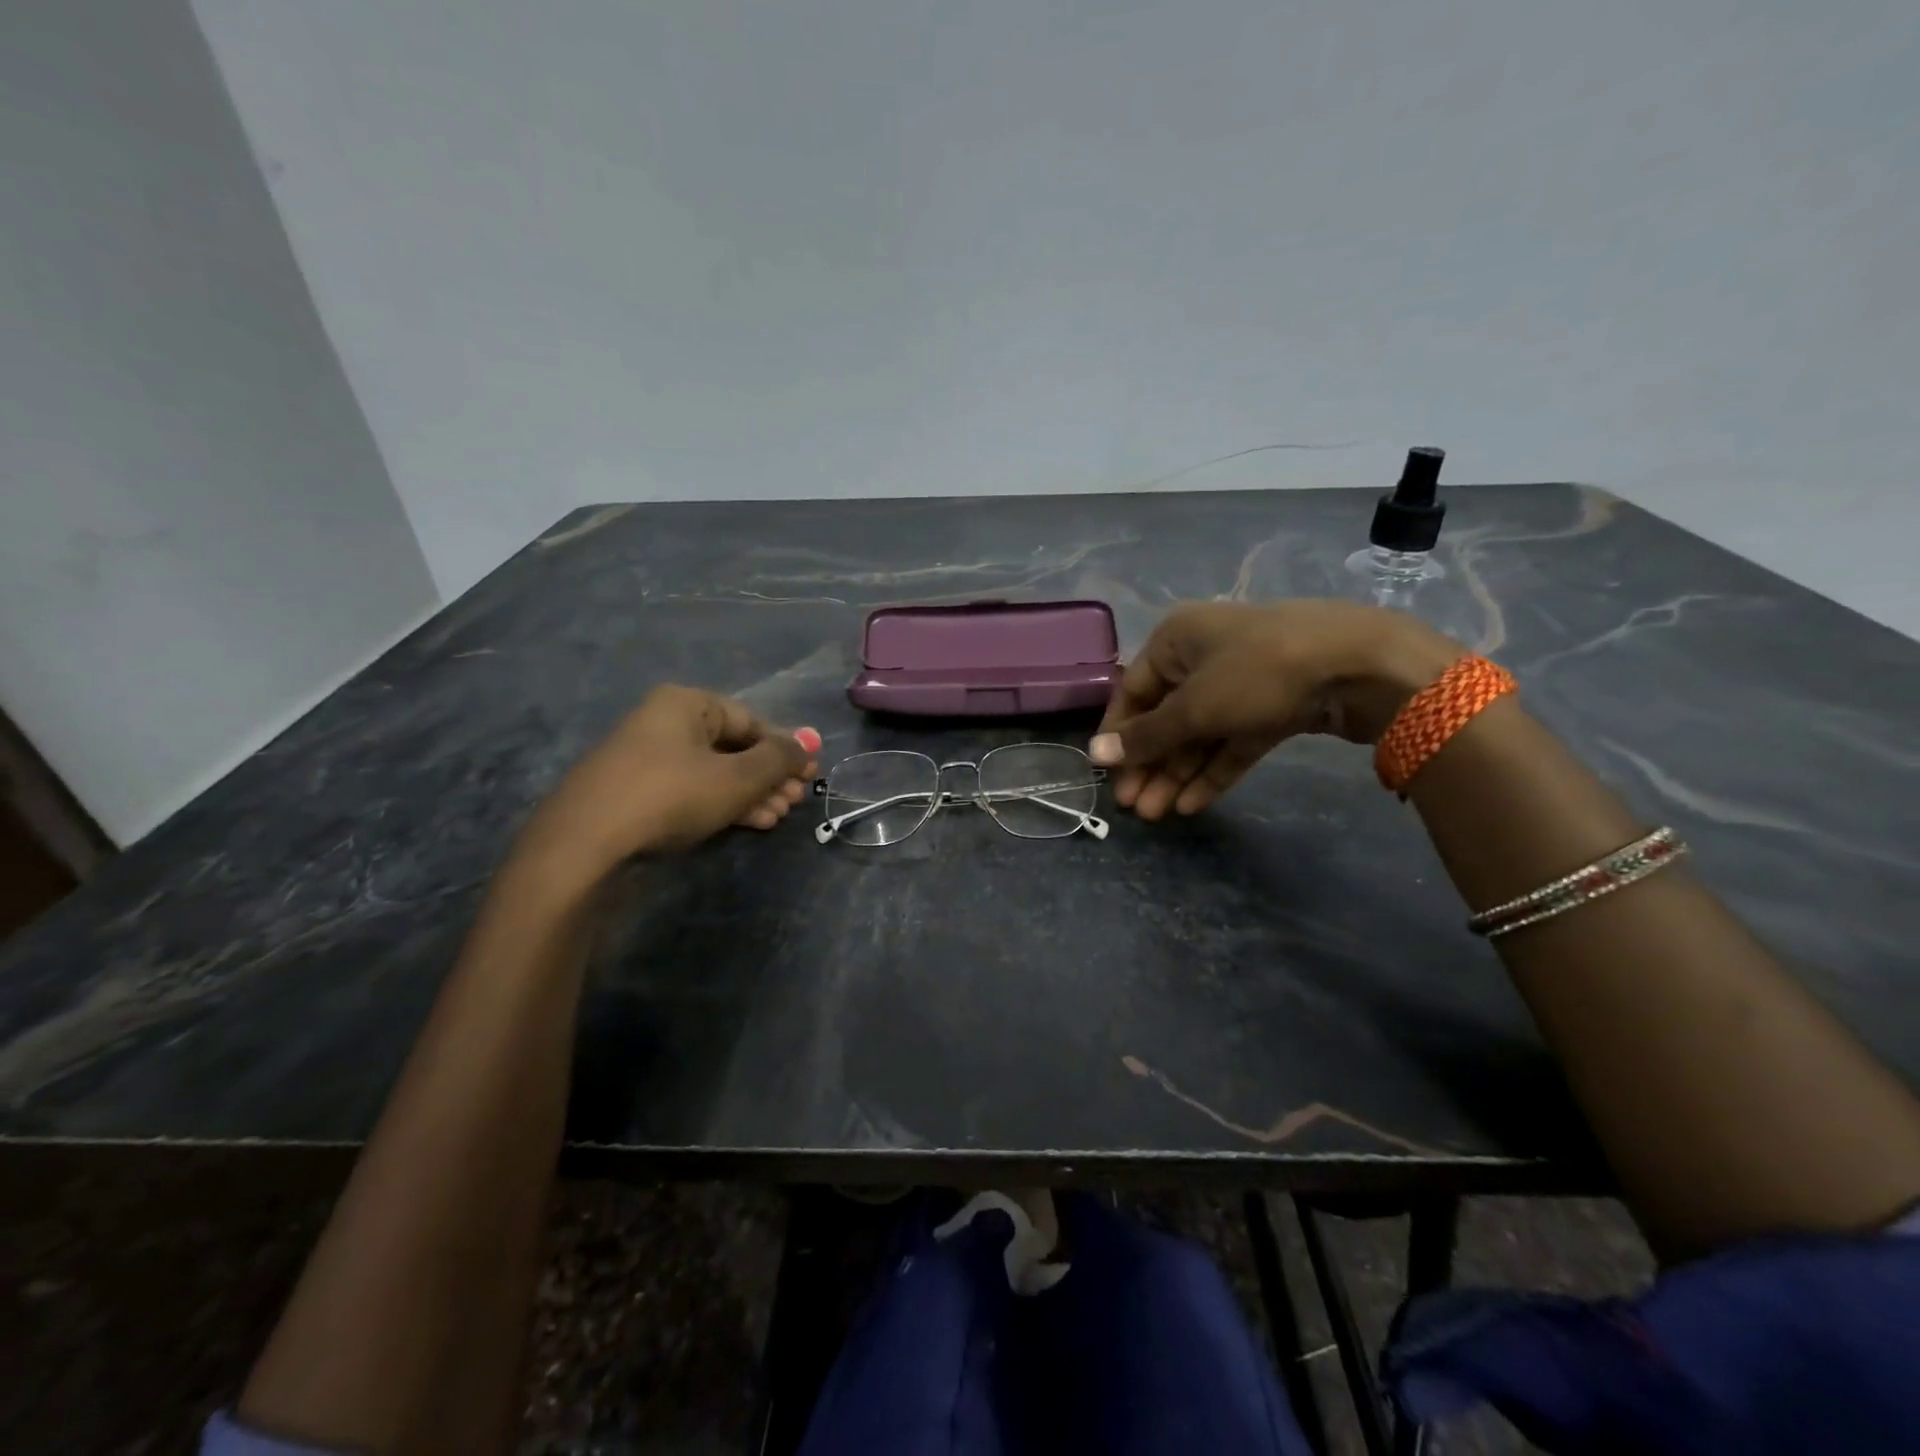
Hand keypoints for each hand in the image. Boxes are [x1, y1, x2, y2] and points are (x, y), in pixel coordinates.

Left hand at [515, 685, 820, 884]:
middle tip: (796, 801)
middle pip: (733, 747)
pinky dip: (722, 804)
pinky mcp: (637, 794)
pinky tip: (751, 824)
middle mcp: (665, 723)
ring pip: (714, 773)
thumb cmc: (671, 795)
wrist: (585, 844)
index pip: (750, 721)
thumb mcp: (737, 777)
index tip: (810, 773)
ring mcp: (647, 760)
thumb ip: (779, 758)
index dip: (785, 747)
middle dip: (769, 776)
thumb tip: (810, 740)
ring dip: (751, 794)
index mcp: (686, 704)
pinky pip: (692, 791)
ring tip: (778, 817)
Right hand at [1089, 601, 1461, 818]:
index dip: (1117, 736)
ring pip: (1199, 734)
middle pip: (1166, 717)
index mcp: (1176, 640)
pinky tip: (1193, 804)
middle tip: (1134, 808)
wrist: (1361, 665)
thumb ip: (1146, 736)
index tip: (1108, 777)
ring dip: (1178, 773)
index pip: (1132, 692)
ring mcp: (1242, 682)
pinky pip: (1232, 741)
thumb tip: (1095, 755)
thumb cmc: (1257, 672)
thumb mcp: (1194, 707)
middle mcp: (1203, 657)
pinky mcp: (1273, 707)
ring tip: (1159, 815)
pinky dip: (1213, 770)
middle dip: (1150, 764)